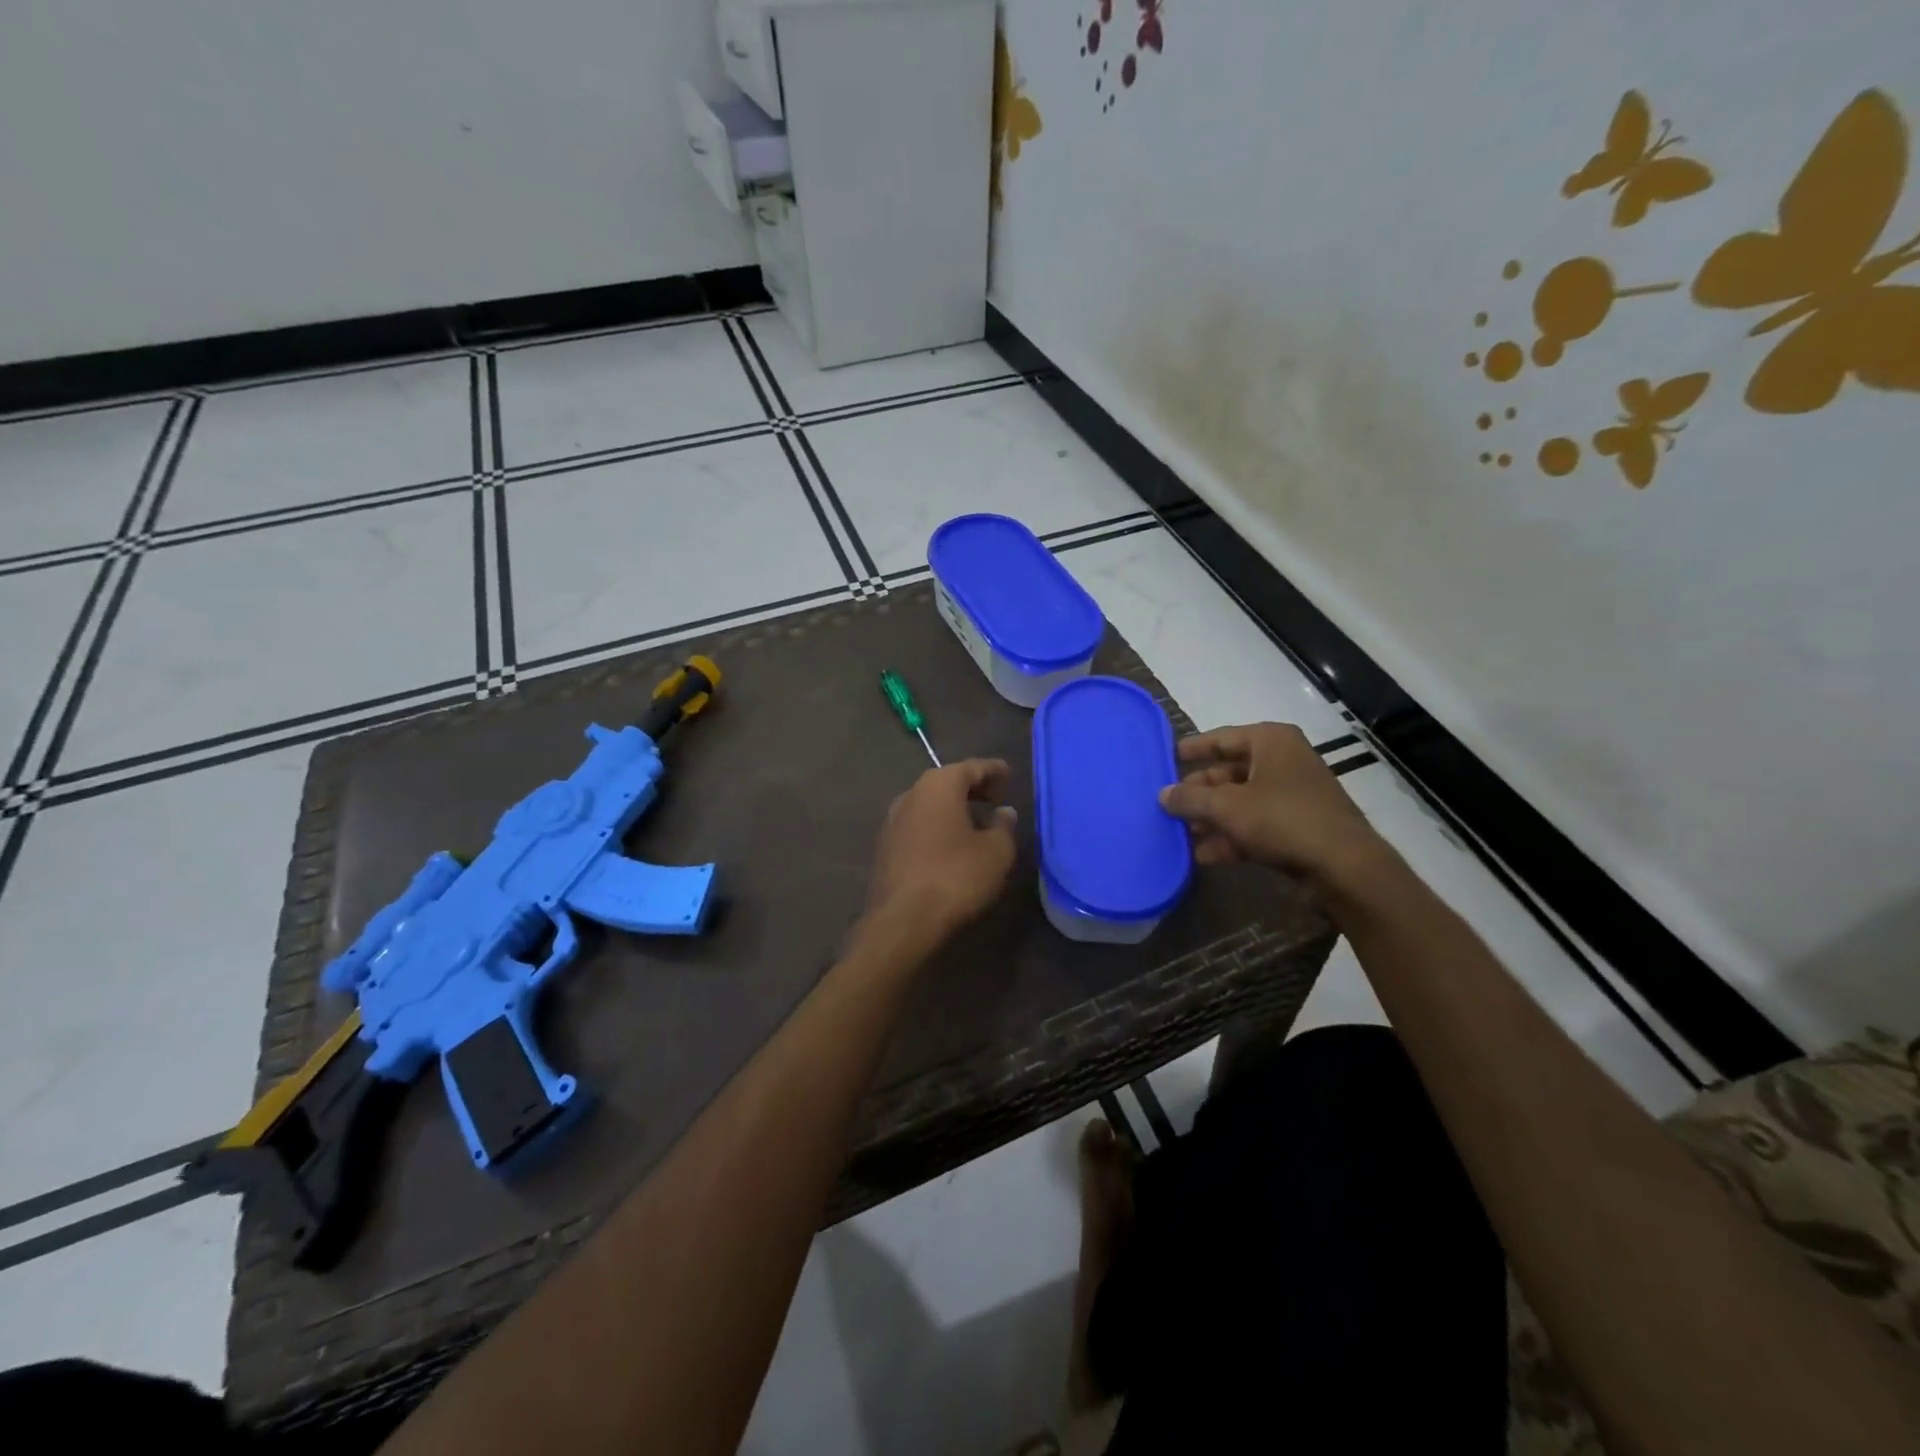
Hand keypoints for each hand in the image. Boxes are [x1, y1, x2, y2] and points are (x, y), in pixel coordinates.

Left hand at [863, 758, 1018, 943]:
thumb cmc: (956, 877)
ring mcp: (892, 821)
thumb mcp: (996, 852)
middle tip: (995, 796)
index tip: (1008, 773)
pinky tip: (951, 843)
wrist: (903, 920)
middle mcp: (911, 795)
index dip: (993, 770)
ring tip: (976, 820)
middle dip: (972, 787)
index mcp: (938, 786)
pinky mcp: (885, 847)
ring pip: (929, 804)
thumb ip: (1003, 826)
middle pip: (946, 782)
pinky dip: (937, 826)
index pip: (971, 767)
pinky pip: (918, 825)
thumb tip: (1003, 811)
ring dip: (952, 808)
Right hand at [1158, 723, 1385, 885]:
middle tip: (1168, 806)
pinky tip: (1204, 855)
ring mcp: (1292, 795)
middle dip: (1199, 793)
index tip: (1166, 759)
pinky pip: (1255, 824)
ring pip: (1241, 801)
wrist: (1344, 866)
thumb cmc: (1282, 820)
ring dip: (1211, 818)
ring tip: (1181, 834)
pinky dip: (1231, 836)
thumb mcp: (1227, 807)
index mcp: (1270, 742)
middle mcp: (1283, 761)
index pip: (1221, 738)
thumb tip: (1163, 794)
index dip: (1192, 749)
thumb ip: (1191, 799)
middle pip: (1229, 772)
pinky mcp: (1297, 826)